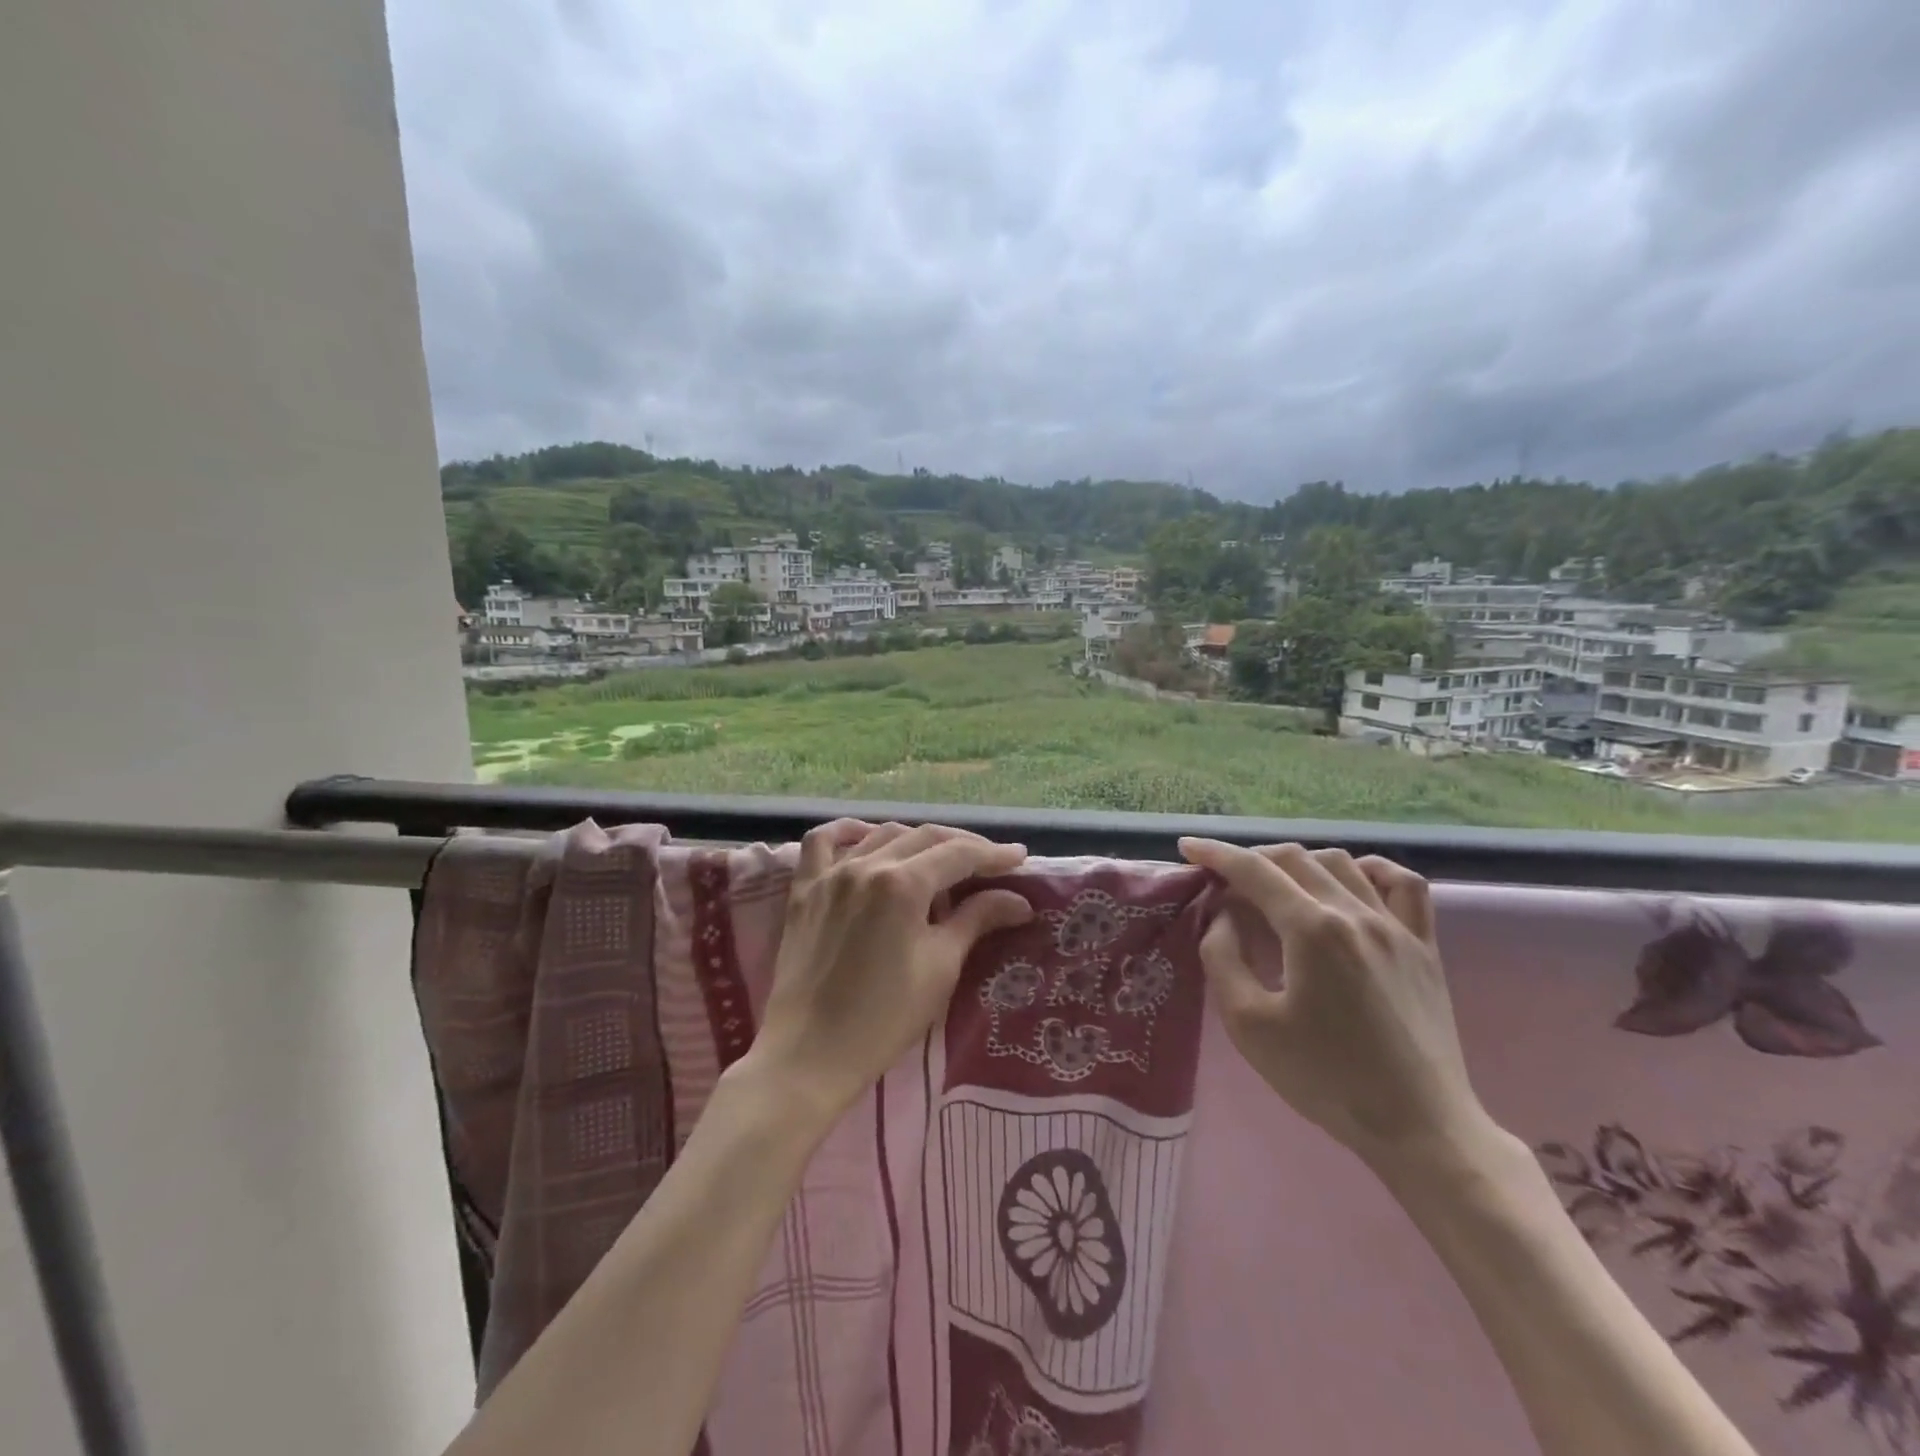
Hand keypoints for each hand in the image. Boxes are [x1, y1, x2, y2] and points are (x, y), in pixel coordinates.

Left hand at [747, 820, 1034, 1117]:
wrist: (810, 1054)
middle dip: (962, 845)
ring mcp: (829, 875)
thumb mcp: (940, 967)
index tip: (1019, 858)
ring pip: (881, 835)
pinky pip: (822, 842)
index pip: (958, 854)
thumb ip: (976, 920)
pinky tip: (866, 837)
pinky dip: (848, 832)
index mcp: (902, 884)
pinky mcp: (804, 890)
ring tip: (939, 860)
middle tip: (990, 862)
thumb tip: (1019, 900)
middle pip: (923, 837)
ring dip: (916, 840)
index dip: (993, 854)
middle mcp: (865, 865)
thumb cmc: (884, 1018)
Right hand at [1179, 838, 1494, 1168]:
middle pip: (1295, 859)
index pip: (1254, 871)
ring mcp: (1397, 927)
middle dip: (1252, 858)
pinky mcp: (1425, 947)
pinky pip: (1403, 884)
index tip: (1188, 848)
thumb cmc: (1325, 1078)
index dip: (1216, 854)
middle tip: (1224, 879)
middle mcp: (1356, 914)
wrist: (1418, 1127)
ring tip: (1276, 884)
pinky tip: (1351, 881)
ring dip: (1299, 862)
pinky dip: (1370, 870)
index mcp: (1312, 929)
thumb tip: (1224, 916)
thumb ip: (1223, 958)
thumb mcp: (1248, 1025)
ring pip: (1342, 863)